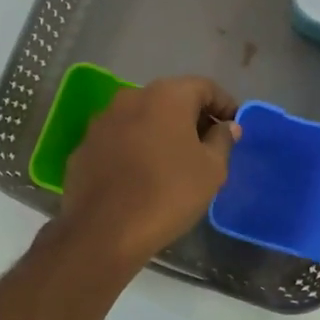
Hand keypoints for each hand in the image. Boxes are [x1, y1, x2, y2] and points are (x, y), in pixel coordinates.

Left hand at [61, 77, 239, 267]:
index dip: (224, 105)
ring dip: (161, 132)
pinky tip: (142, 175)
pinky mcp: (84, 146)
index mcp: (166, 96)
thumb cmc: (168, 194)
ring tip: (175, 162)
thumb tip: (226, 127)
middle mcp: (130, 97)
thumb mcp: (211, 170)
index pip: (204, 87)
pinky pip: (119, 139)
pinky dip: (135, 148)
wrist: (103, 231)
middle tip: (209, 146)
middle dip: (192, 118)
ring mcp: (102, 121)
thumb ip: (222, 141)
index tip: (235, 127)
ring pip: (142, 118)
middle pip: (170, 99)